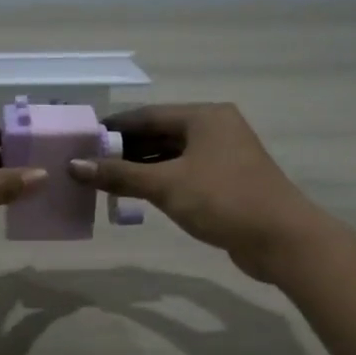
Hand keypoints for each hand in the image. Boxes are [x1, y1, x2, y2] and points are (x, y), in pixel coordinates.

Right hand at [67, 104, 317, 280]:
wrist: (281, 239)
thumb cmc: (223, 201)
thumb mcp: (166, 186)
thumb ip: (119, 175)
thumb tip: (74, 166)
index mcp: (205, 116)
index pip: (147, 115)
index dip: (113, 128)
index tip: (82, 140)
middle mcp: (215, 129)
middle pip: (159, 133)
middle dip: (124, 150)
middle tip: (88, 164)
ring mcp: (223, 156)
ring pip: (171, 156)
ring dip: (140, 168)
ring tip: (104, 182)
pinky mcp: (226, 182)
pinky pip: (183, 174)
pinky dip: (159, 182)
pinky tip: (136, 196)